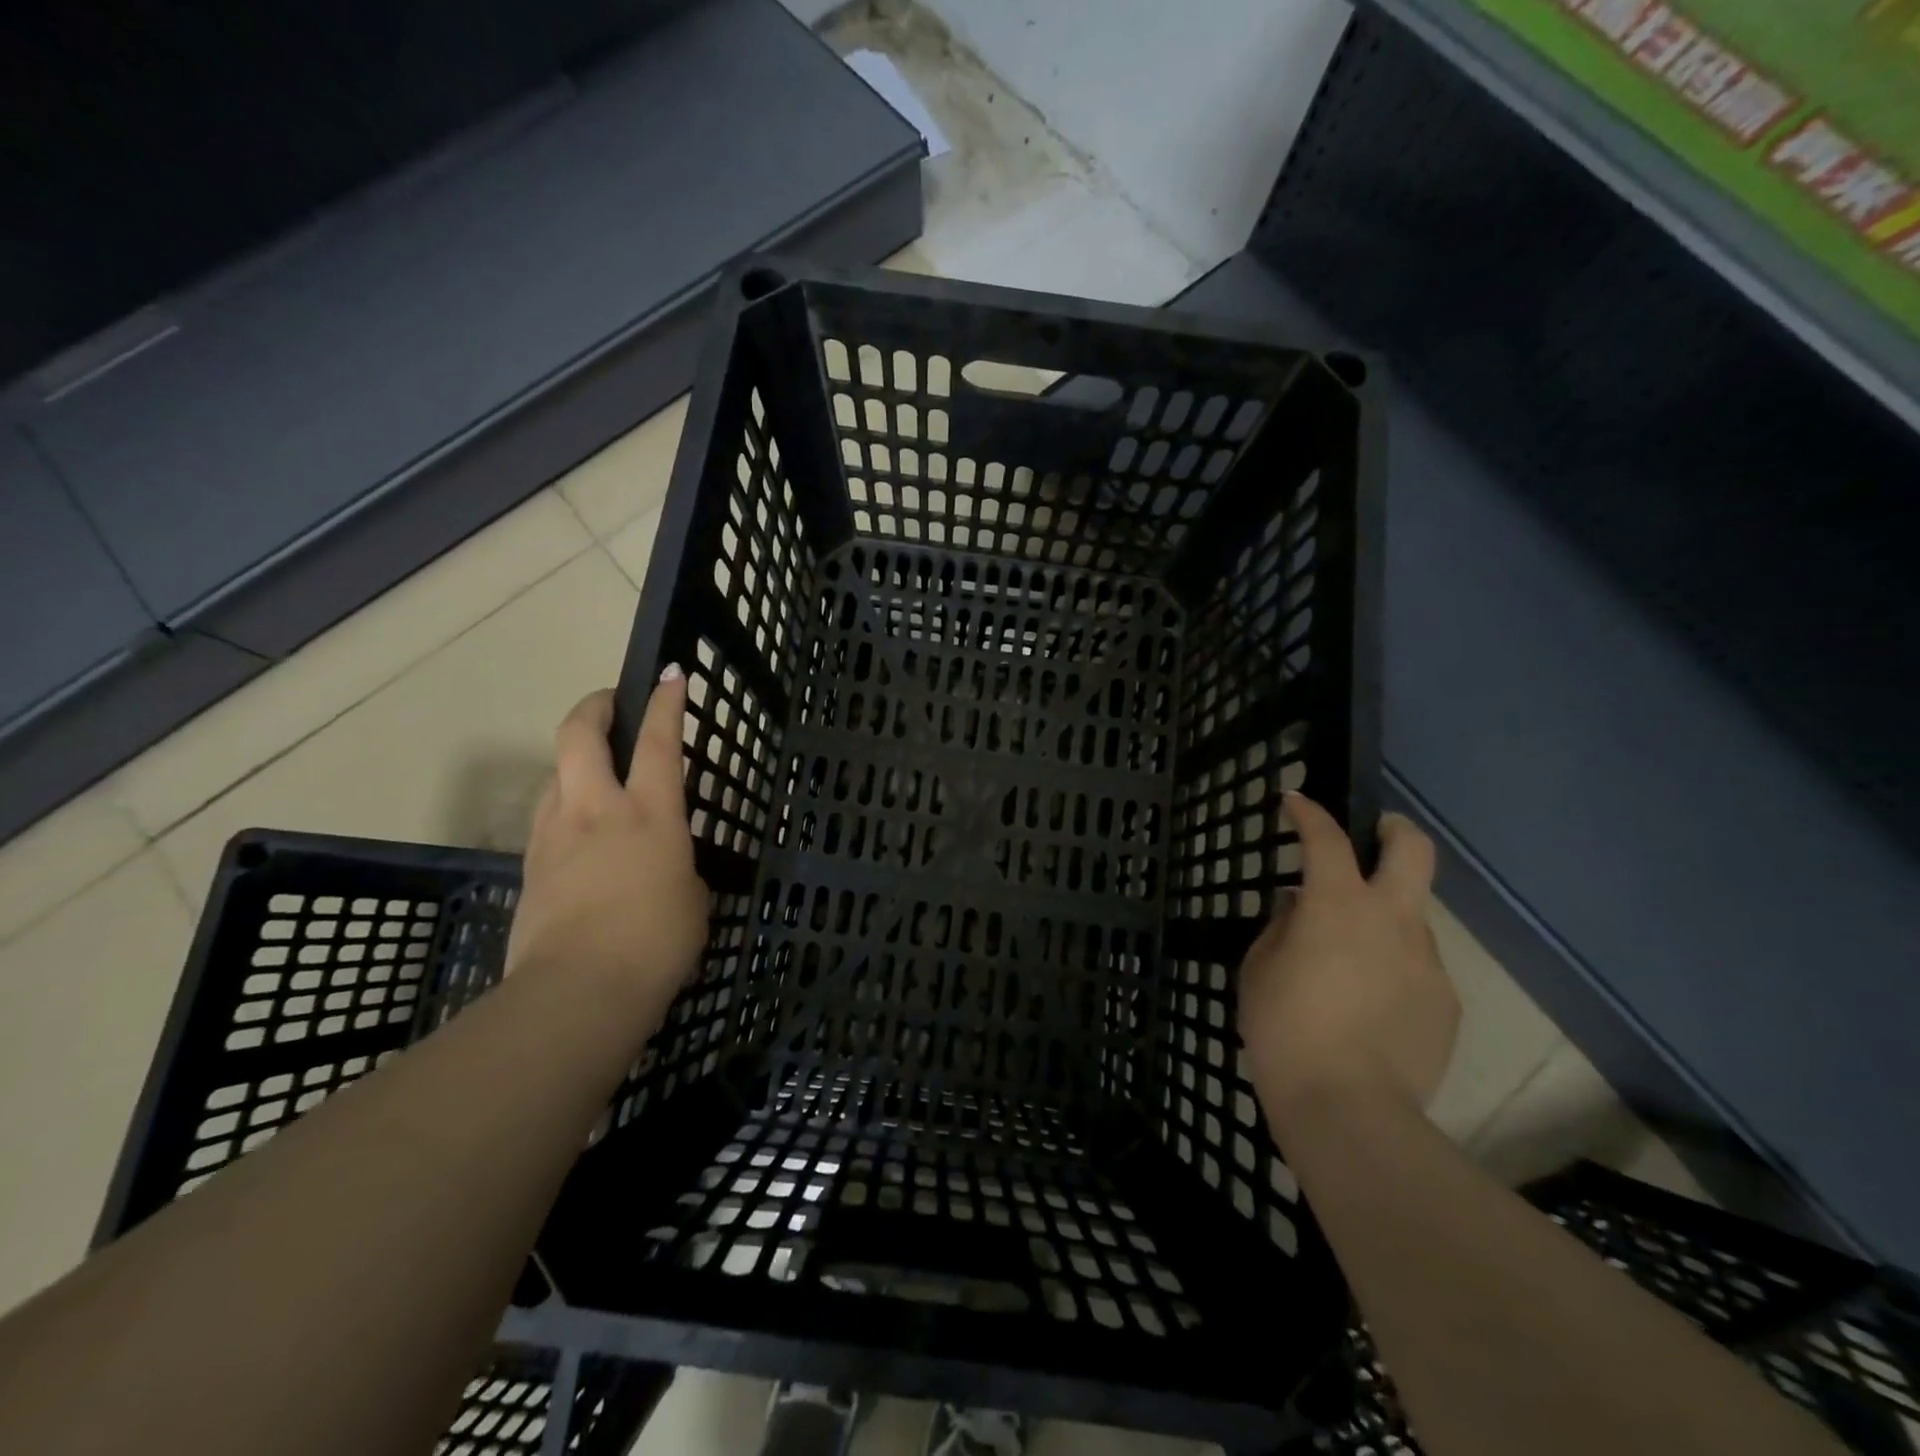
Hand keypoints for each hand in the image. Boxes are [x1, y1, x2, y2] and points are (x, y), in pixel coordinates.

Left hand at [505, 671, 709, 1024]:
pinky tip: (577, 830)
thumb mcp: (692, 899)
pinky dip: (562, 806)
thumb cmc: (657, 943)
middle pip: (580, 735)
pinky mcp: (529, 867)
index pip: (659, 742)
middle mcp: (597, 809)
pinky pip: (546, 818)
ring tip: (593, 772)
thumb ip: (678, 868)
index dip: (665, 703)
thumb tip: (665, 867)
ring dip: (574, 760)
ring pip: (554, 773)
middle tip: (610, 704)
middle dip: (594, 708)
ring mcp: (555, 835)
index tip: (668, 675)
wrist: (579, 991)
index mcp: (650, 814)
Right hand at [1239, 792, 1459, 1122]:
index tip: (1294, 801)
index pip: (1325, 839)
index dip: (1309, 812)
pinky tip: (1370, 1003)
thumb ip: (1281, 927)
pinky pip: (1417, 965)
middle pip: (1413, 849)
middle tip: (1373, 834)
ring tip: (1351, 957)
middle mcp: (1392, 920)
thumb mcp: (1259, 969)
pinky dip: (1393, 966)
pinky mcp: (1445, 1001)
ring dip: (1384, 916)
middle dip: (1392, 829)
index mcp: (1338, 906)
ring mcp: (1426, 961)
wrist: (1348, 1106)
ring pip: (1412, 915)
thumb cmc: (1284, 1028)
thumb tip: (1298, 906)